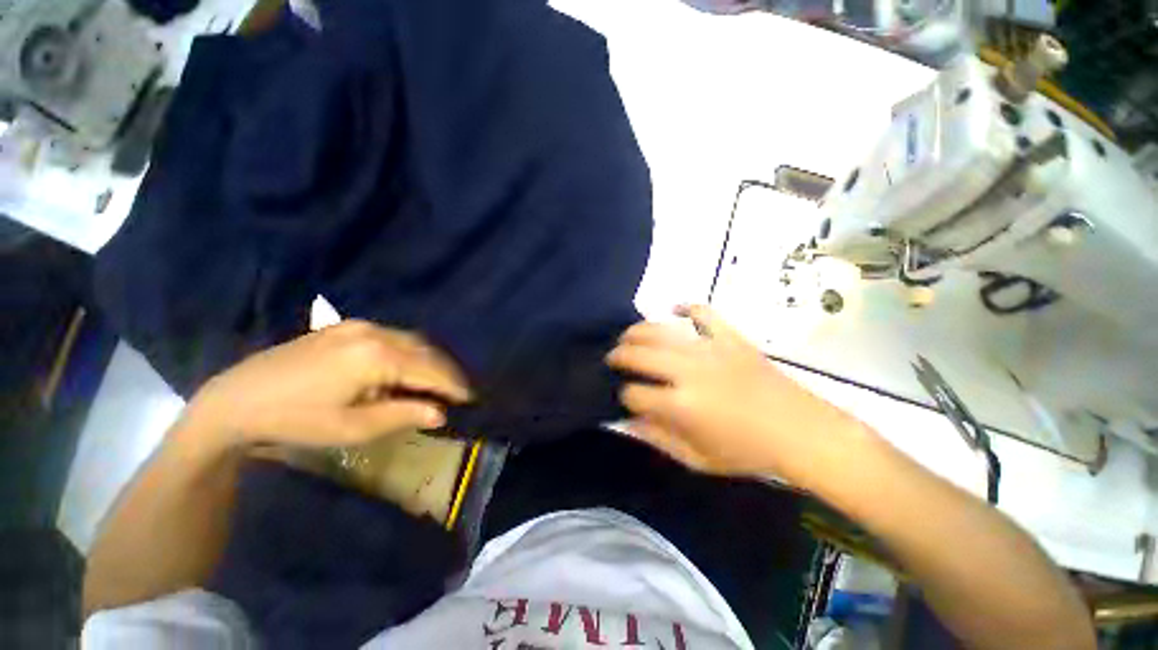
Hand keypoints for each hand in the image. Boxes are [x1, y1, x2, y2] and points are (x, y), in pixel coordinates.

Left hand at [182, 320, 471, 449]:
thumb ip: (402, 415)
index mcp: (376, 356)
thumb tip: (441, 413)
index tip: (471, 399)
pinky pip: (393, 336)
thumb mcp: (352, 427)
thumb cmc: (295, 420)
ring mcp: (359, 325)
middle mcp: (374, 332)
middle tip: (460, 391)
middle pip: (426, 350)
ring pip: (412, 340)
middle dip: (446, 371)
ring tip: (439, 382)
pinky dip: (410, 352)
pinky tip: (410, 367)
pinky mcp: (346, 326)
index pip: (430, 370)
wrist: (236, 399)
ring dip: (430, 360)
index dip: (453, 386)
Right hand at [607, 305, 865, 482]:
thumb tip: (628, 419)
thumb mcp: (696, 460)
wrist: (801, 432)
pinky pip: (703, 313)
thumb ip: (657, 438)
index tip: (625, 398)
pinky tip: (674, 310)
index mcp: (680, 406)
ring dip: (637, 331)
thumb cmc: (747, 453)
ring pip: (660, 330)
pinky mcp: (730, 337)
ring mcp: (710, 349)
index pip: (633, 393)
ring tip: (629, 337)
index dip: (623, 396)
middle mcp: (688, 371)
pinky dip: (686, 308)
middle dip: (619, 356)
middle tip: (614, 358)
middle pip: (638, 354)